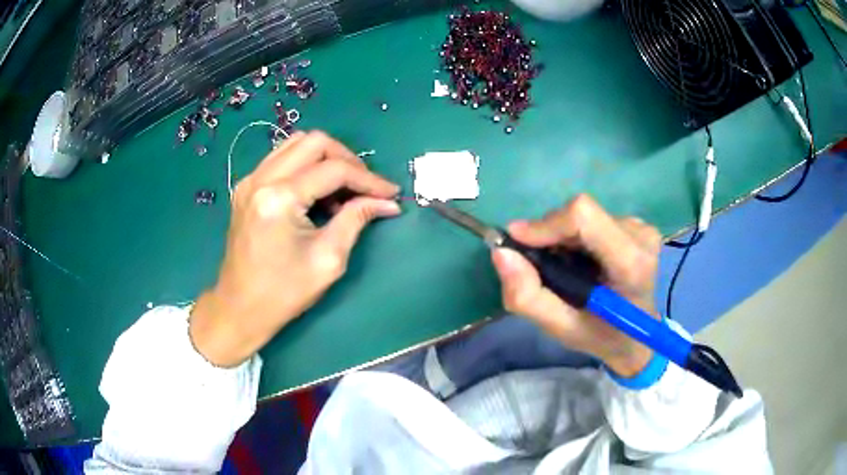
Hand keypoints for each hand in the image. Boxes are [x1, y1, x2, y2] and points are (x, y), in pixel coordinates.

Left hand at [189, 131, 400, 366]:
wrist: (240, 308)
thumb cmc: (284, 293)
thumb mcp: (328, 259)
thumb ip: (356, 219)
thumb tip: (387, 202)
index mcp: (279, 198)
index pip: (334, 170)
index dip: (368, 179)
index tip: (391, 193)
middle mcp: (261, 179)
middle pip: (314, 142)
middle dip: (347, 159)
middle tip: (365, 187)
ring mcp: (250, 180)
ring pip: (296, 143)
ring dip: (325, 159)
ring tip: (341, 189)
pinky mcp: (246, 187)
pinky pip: (281, 158)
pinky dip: (305, 166)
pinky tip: (316, 192)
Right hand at [491, 194, 661, 376]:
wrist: (647, 339)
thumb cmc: (607, 338)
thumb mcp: (564, 330)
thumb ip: (529, 297)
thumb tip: (501, 253)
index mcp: (631, 264)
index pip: (583, 217)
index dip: (545, 224)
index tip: (517, 242)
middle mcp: (640, 236)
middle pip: (581, 215)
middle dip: (550, 235)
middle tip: (541, 267)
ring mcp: (642, 228)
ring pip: (586, 217)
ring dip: (564, 239)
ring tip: (566, 271)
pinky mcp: (639, 226)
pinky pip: (596, 221)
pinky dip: (578, 239)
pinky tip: (584, 265)